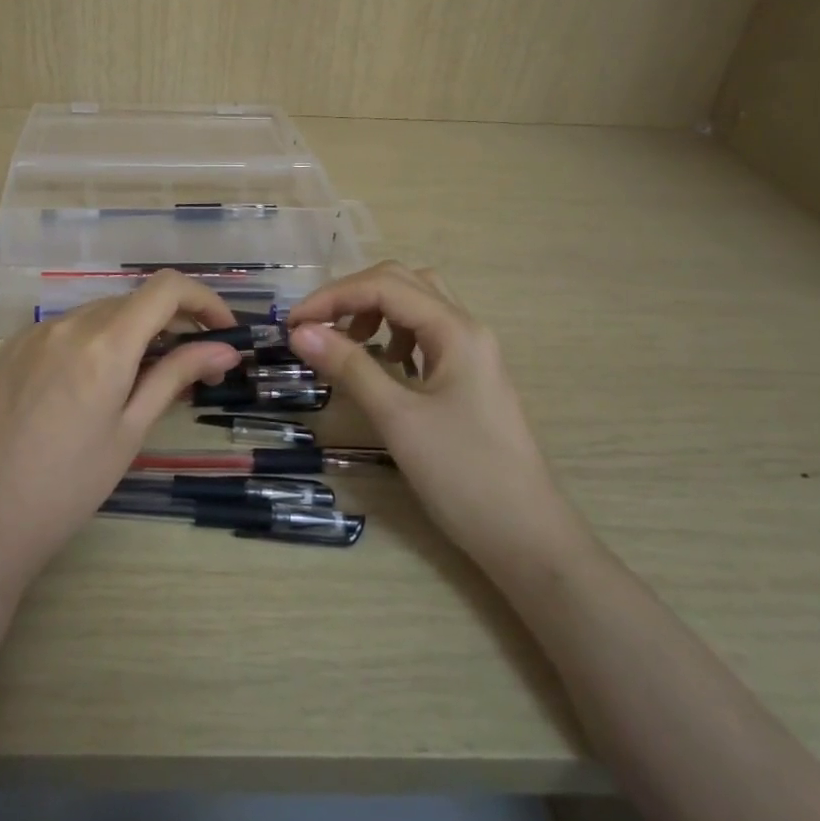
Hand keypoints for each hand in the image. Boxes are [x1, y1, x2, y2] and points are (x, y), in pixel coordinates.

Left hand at [0, 272, 243, 585]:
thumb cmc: (69, 485)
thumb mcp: (130, 431)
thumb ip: (175, 377)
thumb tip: (224, 350)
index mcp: (104, 343)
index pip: (167, 288)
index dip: (204, 299)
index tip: (223, 331)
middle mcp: (69, 323)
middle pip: (135, 300)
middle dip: (172, 322)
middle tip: (192, 366)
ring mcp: (35, 332)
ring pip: (100, 313)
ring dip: (133, 332)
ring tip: (143, 379)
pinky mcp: (12, 348)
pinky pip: (67, 328)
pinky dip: (95, 340)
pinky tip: (93, 383)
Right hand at [287, 262, 579, 569]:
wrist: (526, 537)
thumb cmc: (463, 474)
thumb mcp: (397, 418)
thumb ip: (349, 367)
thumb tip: (300, 332)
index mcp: (455, 330)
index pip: (384, 286)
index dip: (333, 296)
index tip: (293, 324)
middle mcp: (466, 329)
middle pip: (402, 282)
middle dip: (352, 295)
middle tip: (315, 327)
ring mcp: (471, 353)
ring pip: (416, 305)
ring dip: (374, 311)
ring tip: (346, 343)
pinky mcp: (468, 377)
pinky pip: (424, 334)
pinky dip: (393, 334)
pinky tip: (380, 364)